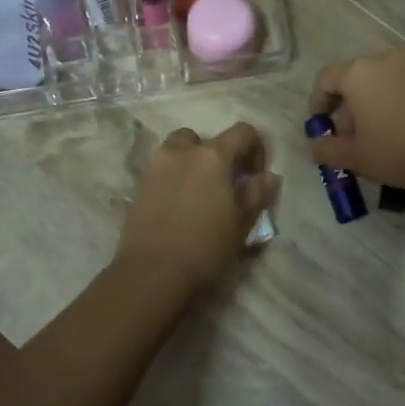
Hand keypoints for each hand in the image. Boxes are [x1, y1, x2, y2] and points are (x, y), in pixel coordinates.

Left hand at [115, 123, 275, 292]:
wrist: (152, 273)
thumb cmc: (205, 247)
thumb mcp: (242, 223)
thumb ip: (257, 194)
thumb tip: (265, 177)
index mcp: (212, 156)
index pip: (243, 132)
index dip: (257, 148)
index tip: (256, 176)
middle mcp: (181, 152)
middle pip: (204, 139)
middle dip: (217, 155)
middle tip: (225, 184)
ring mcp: (156, 168)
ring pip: (178, 151)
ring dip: (192, 163)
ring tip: (200, 194)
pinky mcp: (139, 187)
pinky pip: (162, 172)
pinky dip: (174, 180)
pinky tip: (180, 209)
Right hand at [307, 48, 404, 196]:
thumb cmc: (396, 150)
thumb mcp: (353, 156)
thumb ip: (326, 149)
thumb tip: (316, 146)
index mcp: (358, 72)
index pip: (326, 79)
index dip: (318, 103)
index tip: (320, 126)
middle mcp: (384, 59)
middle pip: (355, 79)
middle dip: (347, 108)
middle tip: (348, 138)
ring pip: (380, 83)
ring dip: (371, 106)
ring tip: (374, 138)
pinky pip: (403, 87)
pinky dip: (393, 104)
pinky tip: (398, 132)